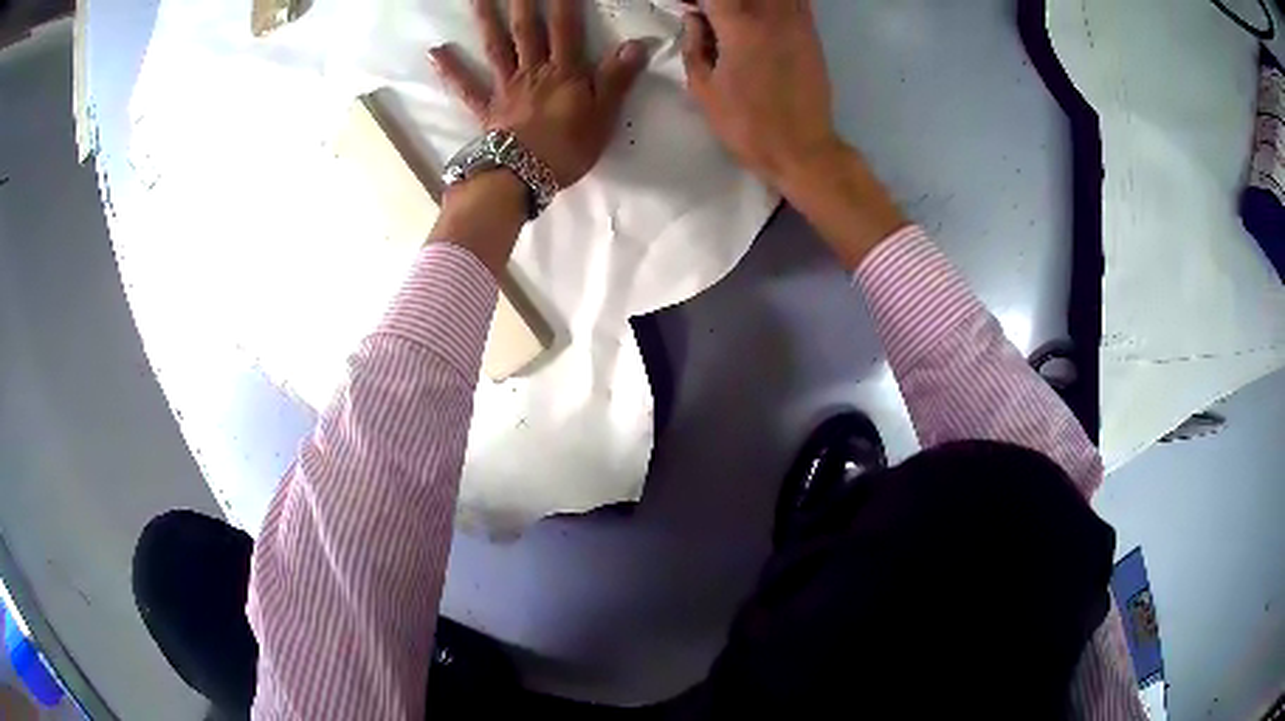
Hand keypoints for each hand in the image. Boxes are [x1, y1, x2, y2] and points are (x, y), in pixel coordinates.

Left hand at [431, 0, 649, 190]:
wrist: (523, 177)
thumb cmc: (568, 148)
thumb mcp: (604, 115)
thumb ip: (617, 78)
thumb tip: (636, 44)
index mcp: (564, 72)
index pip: (567, 28)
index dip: (565, 2)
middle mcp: (532, 71)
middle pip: (527, 29)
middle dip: (523, 1)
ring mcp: (505, 87)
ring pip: (496, 46)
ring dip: (486, 19)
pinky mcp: (486, 108)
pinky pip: (466, 86)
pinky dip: (450, 69)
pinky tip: (435, 52)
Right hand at [680, 0, 840, 191]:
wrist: (800, 148)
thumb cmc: (746, 124)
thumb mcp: (703, 89)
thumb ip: (693, 45)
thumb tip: (695, 19)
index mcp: (739, 25)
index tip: (687, 7)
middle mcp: (771, 14)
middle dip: (720, 0)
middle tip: (708, 12)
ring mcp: (796, 21)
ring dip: (749, 2)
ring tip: (734, 16)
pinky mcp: (812, 32)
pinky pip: (797, 1)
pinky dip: (776, 4)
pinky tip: (761, 15)